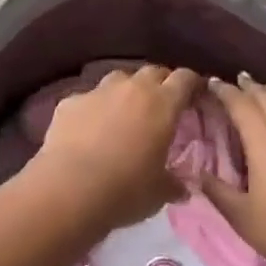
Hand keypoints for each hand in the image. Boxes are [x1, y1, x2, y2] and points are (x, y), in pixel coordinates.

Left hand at [30, 64, 201, 233]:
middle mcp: (132, 88)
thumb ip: (174, 184)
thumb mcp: (159, 193)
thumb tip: (182, 188)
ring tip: (125, 114)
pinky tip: (89, 130)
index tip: (196, 95)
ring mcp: (99, 91)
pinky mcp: (70, 101)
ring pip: (119, 79)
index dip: (193, 84)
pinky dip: (94, 109)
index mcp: (162, 104)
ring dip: (127, 92)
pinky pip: (88, 99)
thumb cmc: (125, 190)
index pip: (185, 79)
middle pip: (153, 72)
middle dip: (161, 84)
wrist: (69, 189)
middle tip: (163, 105)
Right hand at [197, 72, 265, 265]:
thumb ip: (217, 191)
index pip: (238, 101)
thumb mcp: (242, 217)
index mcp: (262, 136)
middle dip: (247, 86)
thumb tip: (196, 173)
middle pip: (264, 94)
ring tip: (260, 91)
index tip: (211, 83)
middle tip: (234, 83)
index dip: (223, 90)